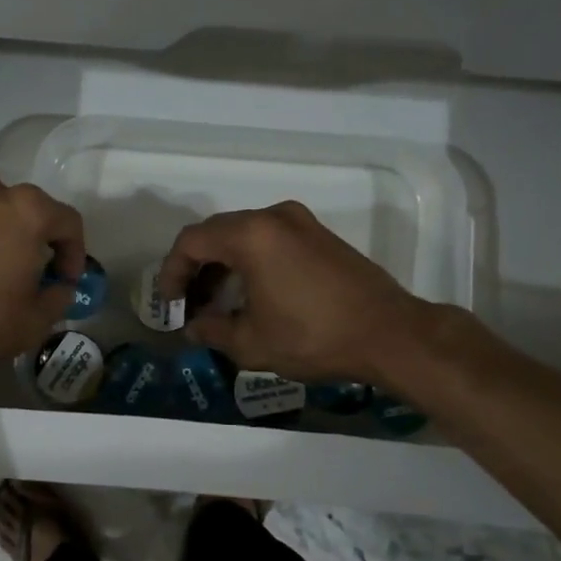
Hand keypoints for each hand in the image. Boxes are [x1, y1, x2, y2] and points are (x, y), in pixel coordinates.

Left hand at [0, 175, 85, 373]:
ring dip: (7, 236)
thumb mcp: (32, 322)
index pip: (69, 222)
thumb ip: (58, 299)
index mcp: (28, 211)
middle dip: (41, 240)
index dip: (75, 253)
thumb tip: (60, 288)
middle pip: (32, 210)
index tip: (66, 281)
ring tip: (2, 271)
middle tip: (38, 274)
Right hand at [158, 200, 438, 386]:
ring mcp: (300, 222)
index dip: (171, 271)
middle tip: (189, 303)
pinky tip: (251, 292)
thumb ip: (213, 330)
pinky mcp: (319, 234)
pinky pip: (269, 238)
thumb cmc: (314, 337)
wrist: (390, 333)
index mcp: (250, 235)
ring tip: (217, 302)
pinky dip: (250, 259)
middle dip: (195, 267)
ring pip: (243, 234)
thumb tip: (194, 327)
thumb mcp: (253, 342)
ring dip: (223, 263)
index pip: (191, 241)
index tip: (170, 302)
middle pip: (216, 232)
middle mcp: (273, 217)